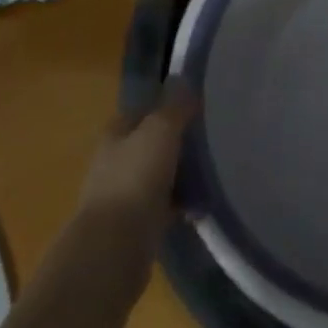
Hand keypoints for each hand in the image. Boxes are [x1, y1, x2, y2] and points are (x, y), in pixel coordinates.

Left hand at [72, 85, 198, 287]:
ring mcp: (123, 195)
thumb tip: (183, 79)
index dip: (167, 105)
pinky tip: (202, 205)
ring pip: (158, 175)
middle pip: (151, 143)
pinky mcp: (135, 226)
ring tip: (213, 170)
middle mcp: (115, 161)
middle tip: (210, 137)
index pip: (143, 110)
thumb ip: (174, 106)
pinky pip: (164, 207)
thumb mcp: (160, 131)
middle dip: (176, 140)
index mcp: (116, 133)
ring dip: (180, 174)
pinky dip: (181, 204)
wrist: (114, 249)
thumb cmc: (135, 179)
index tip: (197, 105)